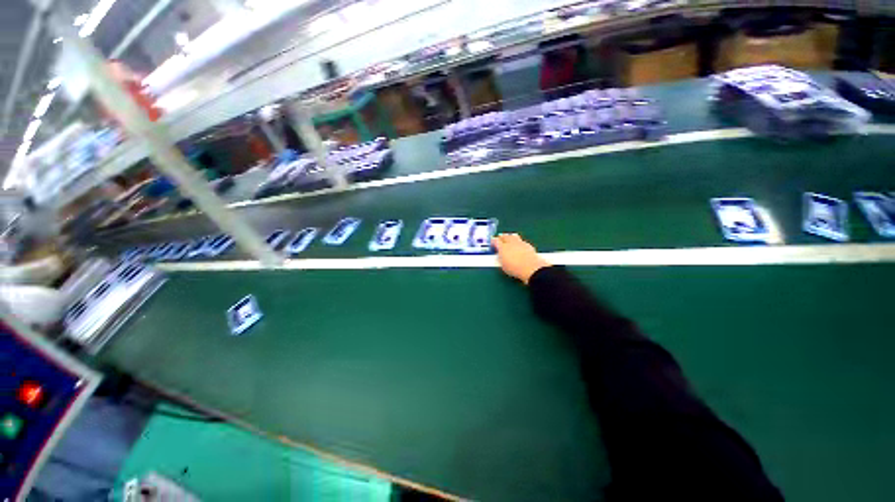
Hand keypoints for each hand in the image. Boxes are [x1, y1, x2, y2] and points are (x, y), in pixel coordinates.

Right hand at [492, 233, 550, 284]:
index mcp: (502, 247)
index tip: (492, 243)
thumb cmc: (514, 269)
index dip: (493, 241)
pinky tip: (519, 245)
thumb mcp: (503, 265)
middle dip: (502, 237)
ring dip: (510, 237)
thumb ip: (500, 257)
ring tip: (509, 239)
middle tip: (500, 238)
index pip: (495, 241)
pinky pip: (521, 241)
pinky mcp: (528, 245)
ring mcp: (520, 243)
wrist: (531, 269)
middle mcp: (511, 243)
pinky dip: (519, 242)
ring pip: (514, 236)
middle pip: (505, 236)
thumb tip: (500, 255)